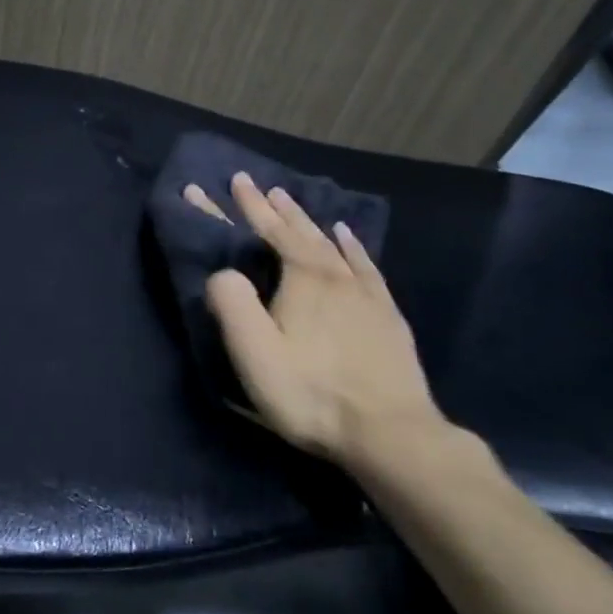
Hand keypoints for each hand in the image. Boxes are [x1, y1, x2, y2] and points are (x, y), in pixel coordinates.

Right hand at [186, 172, 440, 468]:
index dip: (245, 206)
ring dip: (306, 220)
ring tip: (290, 201)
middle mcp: (334, 275)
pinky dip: (352, 245)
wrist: (390, 432)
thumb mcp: (255, 353)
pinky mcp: (386, 314)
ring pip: (331, 243)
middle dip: (273, 207)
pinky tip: (347, 236)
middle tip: (255, 183)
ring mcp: (365, 293)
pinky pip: (365, 265)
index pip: (266, 231)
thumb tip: (222, 272)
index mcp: (301, 279)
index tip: (229, 181)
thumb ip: (232, 304)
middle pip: (299, 231)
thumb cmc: (311, 393)